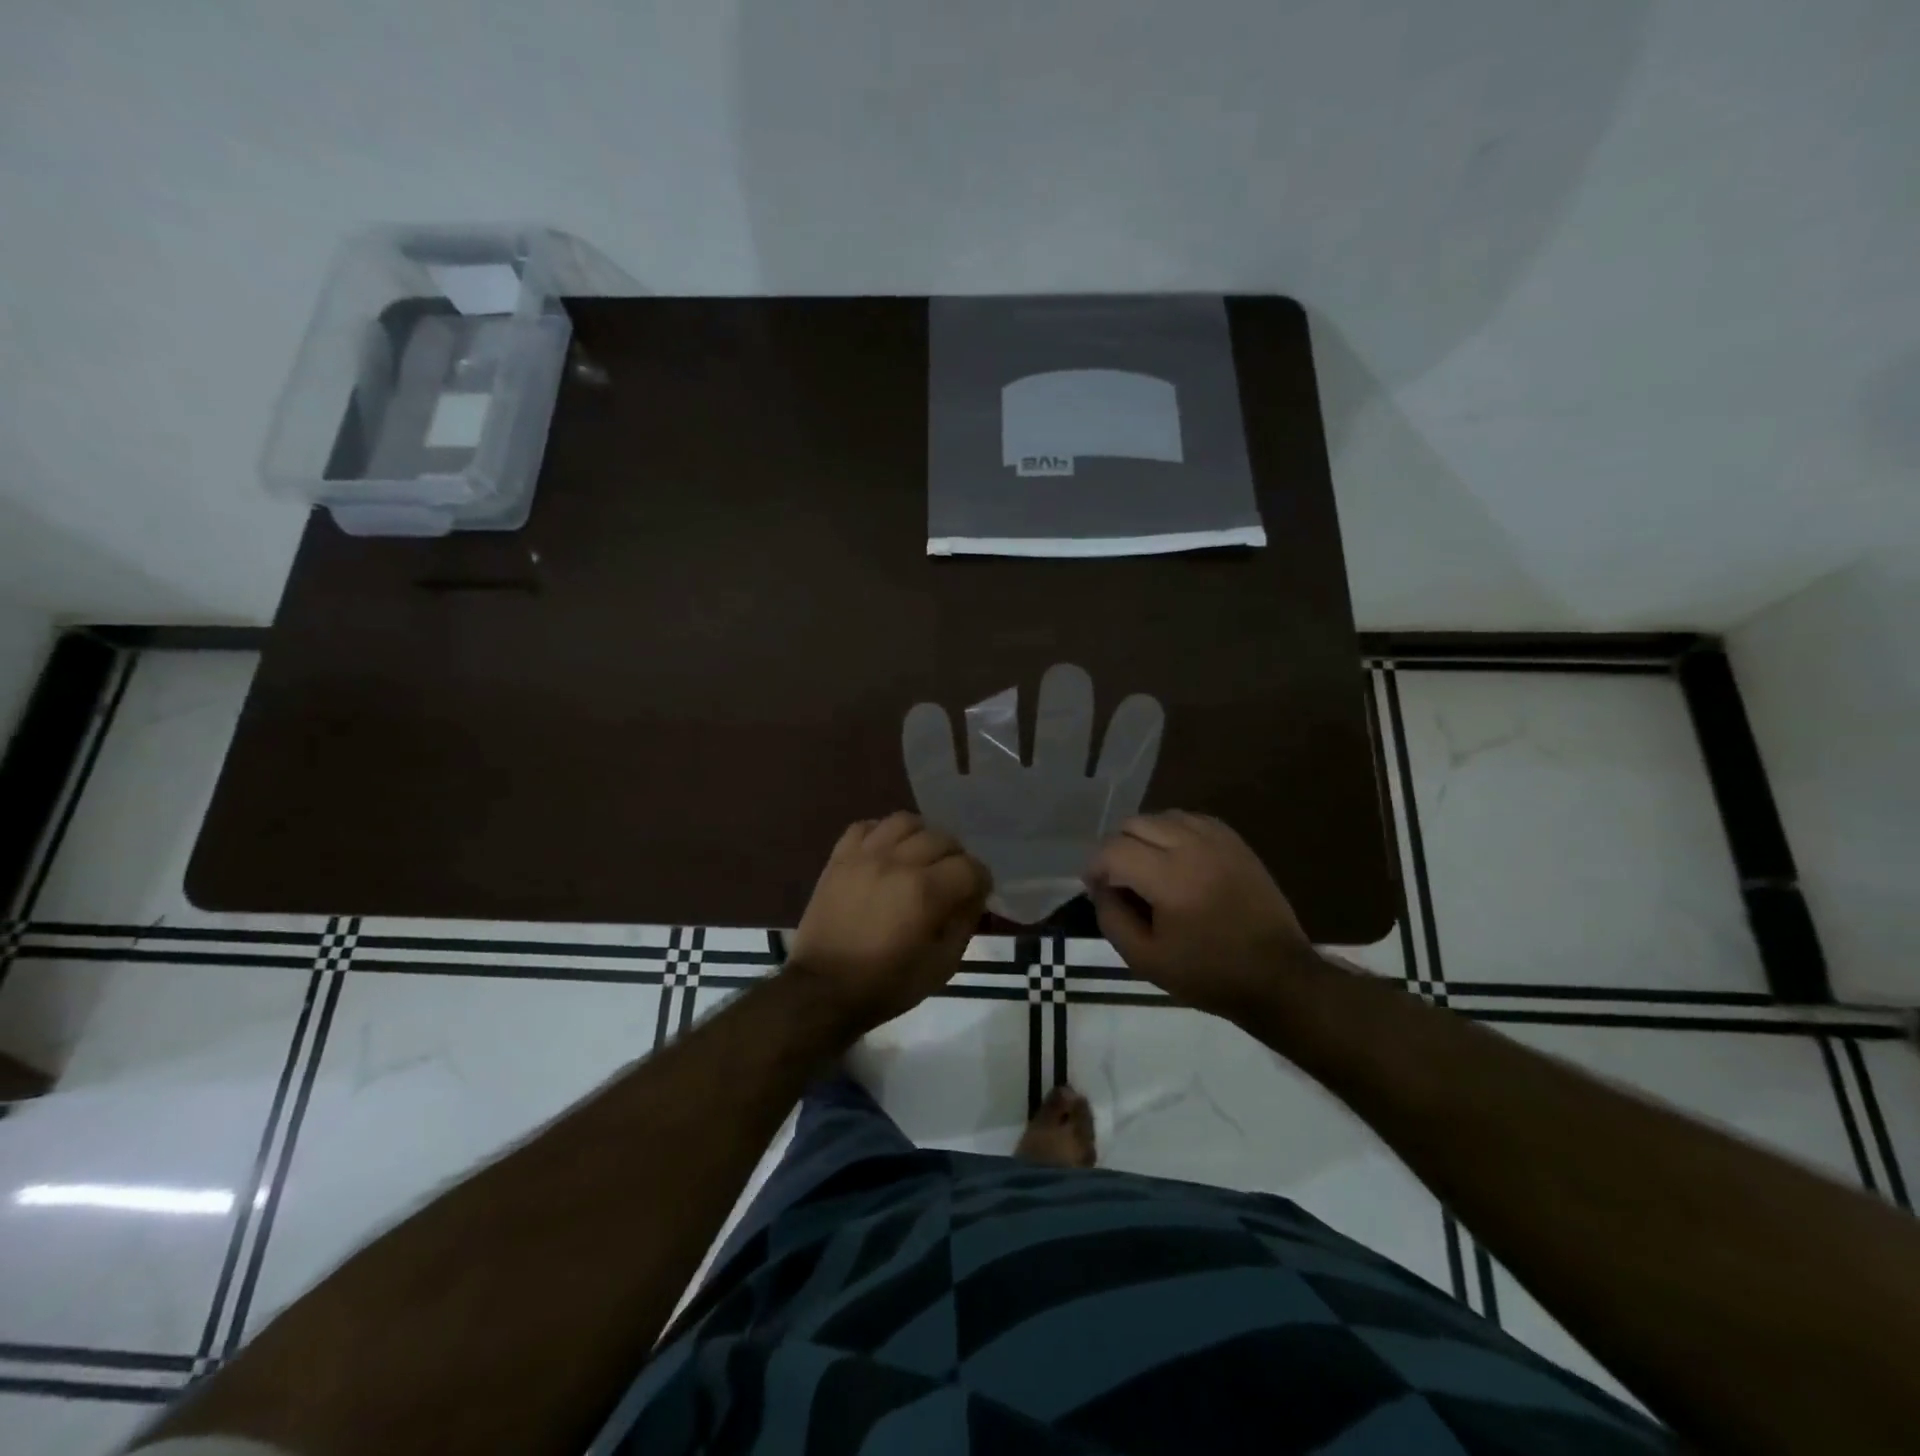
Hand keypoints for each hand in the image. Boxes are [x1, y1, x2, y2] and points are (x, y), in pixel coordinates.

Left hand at [786, 812, 991, 1034]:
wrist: (823, 990)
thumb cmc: (887, 985)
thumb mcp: (941, 967)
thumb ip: (963, 925)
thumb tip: (971, 898)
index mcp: (926, 892)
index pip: (971, 866)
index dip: (981, 881)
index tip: (976, 896)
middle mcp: (898, 863)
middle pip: (942, 838)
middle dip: (955, 858)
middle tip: (950, 880)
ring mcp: (864, 856)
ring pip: (904, 822)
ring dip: (920, 837)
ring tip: (919, 858)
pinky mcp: (839, 858)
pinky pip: (865, 827)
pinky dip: (881, 834)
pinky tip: (885, 853)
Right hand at [1084, 811, 1313, 1018]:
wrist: (1277, 977)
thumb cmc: (1208, 974)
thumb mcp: (1145, 960)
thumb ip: (1111, 919)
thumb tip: (1101, 888)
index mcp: (1169, 879)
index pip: (1114, 850)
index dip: (1094, 867)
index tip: (1095, 889)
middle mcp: (1192, 847)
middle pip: (1134, 824)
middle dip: (1116, 849)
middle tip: (1119, 881)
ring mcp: (1217, 840)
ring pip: (1162, 817)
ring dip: (1144, 838)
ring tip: (1146, 869)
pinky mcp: (1235, 842)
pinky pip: (1191, 819)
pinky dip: (1173, 832)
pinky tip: (1175, 858)